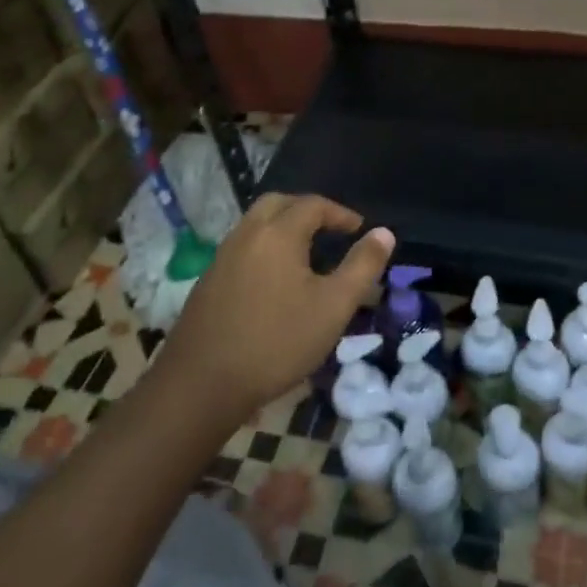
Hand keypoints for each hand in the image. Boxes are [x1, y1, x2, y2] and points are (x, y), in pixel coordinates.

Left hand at [160, 194, 393, 429]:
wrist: (202, 383)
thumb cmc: (277, 342)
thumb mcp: (333, 307)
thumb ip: (361, 266)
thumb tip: (384, 233)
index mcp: (278, 233)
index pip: (313, 205)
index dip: (340, 213)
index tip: (359, 229)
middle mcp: (246, 234)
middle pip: (278, 203)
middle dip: (307, 210)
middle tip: (330, 230)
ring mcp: (222, 256)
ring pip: (256, 224)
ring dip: (284, 227)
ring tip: (307, 255)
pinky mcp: (208, 280)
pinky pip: (243, 246)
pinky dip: (265, 247)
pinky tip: (276, 280)